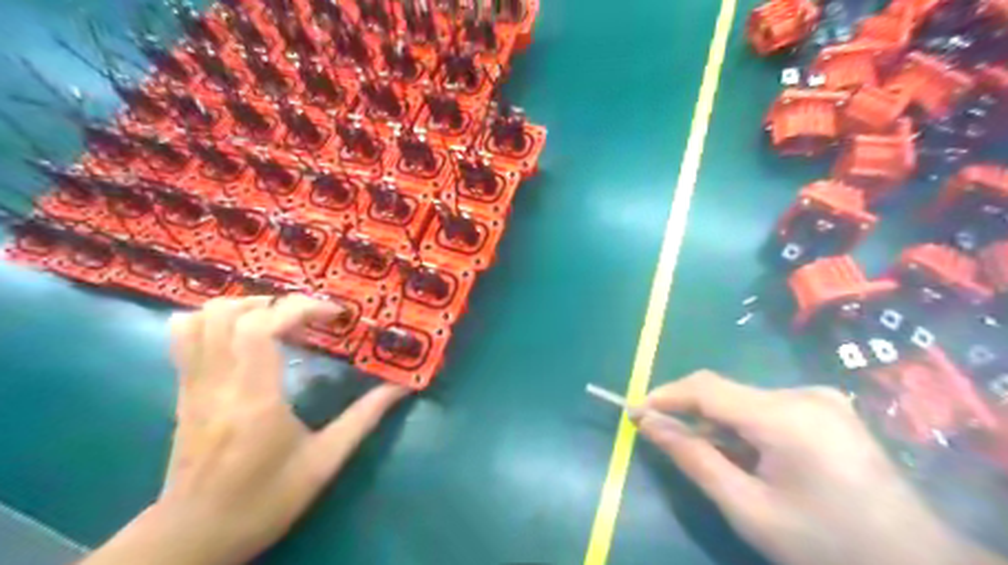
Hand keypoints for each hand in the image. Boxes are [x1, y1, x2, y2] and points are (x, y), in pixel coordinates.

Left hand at [84, 297, 408, 564]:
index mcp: (254, 400)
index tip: (333, 315)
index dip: (300, 308)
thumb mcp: (324, 462)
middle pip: (227, 314)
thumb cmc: (264, 500)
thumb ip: (363, 419)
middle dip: (274, 303)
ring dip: (242, 307)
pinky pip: (184, 338)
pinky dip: (213, 320)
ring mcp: (192, 387)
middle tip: (307, 318)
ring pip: (199, 320)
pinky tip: (243, 335)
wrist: (194, 536)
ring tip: (276, 320)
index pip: (262, 329)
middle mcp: (217, 385)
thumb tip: (401, 388)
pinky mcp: (182, 392)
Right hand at [636, 369, 999, 564]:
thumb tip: (647, 423)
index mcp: (786, 416)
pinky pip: (768, 407)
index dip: (665, 395)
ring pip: (745, 400)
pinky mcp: (829, 408)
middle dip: (692, 415)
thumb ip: (692, 458)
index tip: (635, 412)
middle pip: (726, 393)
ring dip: (720, 424)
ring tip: (714, 460)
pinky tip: (749, 458)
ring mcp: (821, 398)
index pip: (706, 387)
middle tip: (668, 442)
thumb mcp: (748, 509)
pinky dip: (746, 427)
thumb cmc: (826, 546)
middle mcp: (803, 394)